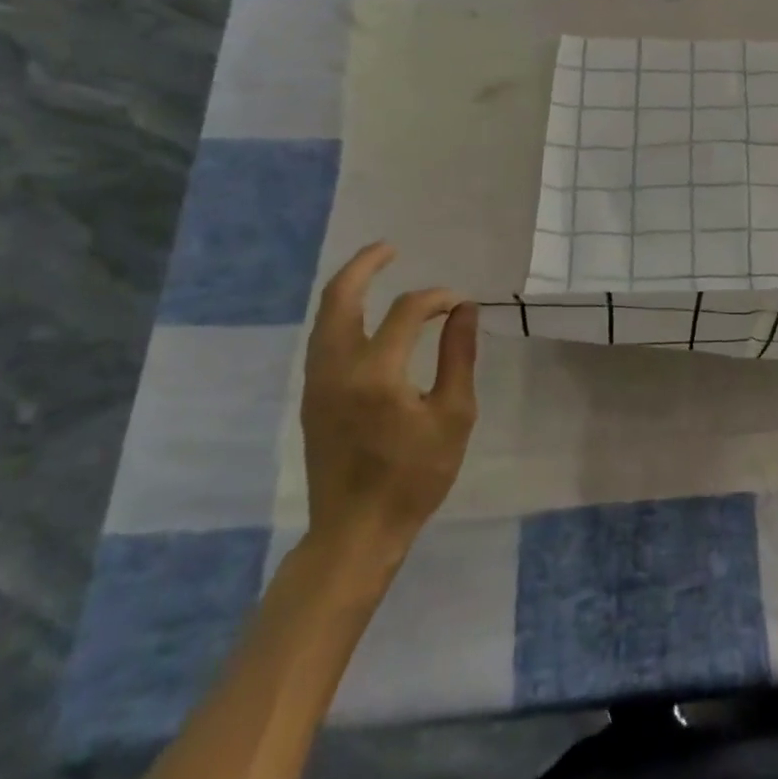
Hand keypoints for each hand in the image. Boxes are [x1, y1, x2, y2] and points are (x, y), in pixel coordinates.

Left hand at [300, 243, 478, 573]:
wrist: (356, 530)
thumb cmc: (415, 476)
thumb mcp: (454, 416)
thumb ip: (459, 357)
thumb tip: (465, 310)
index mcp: (377, 373)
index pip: (407, 312)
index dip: (437, 299)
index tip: (461, 304)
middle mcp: (337, 368)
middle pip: (340, 299)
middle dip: (364, 266)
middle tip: (389, 247)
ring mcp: (317, 382)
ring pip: (324, 318)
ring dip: (348, 288)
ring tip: (375, 270)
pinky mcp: (312, 397)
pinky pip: (323, 339)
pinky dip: (341, 315)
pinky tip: (363, 317)